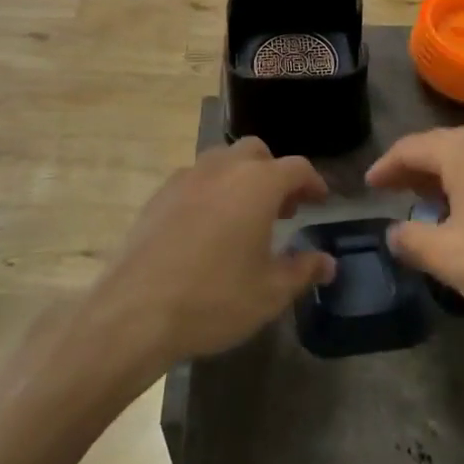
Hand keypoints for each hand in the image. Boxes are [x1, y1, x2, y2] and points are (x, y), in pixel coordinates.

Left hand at [92, 139, 334, 370]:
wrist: (135, 310)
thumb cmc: (214, 299)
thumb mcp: (269, 293)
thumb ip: (302, 270)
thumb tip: (327, 262)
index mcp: (257, 184)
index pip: (296, 168)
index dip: (313, 182)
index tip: (320, 201)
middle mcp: (223, 169)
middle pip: (257, 152)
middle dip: (275, 173)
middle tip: (283, 209)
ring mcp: (187, 177)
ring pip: (223, 160)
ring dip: (241, 177)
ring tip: (245, 215)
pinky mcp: (159, 194)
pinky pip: (195, 178)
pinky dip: (211, 190)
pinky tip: (208, 226)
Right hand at [368, 127, 463, 331]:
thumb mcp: (449, 255)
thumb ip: (412, 240)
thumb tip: (394, 232)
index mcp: (460, 150)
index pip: (410, 148)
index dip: (385, 167)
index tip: (369, 186)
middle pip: (438, 147)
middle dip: (412, 170)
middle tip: (392, 193)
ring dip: (441, 179)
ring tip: (425, 206)